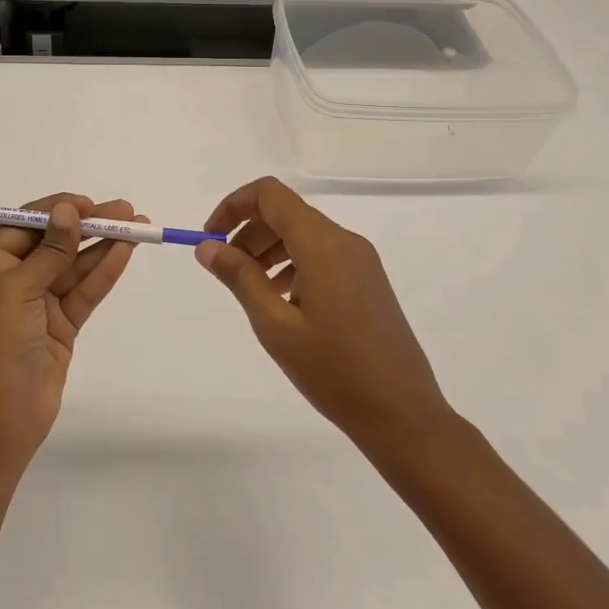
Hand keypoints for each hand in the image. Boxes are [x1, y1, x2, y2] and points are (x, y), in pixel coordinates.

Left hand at [0, 193, 141, 478]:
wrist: (1, 420)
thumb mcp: (17, 292)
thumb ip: (48, 251)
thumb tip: (67, 211)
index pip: (24, 225)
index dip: (56, 210)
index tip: (88, 204)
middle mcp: (13, 280)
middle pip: (55, 242)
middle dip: (89, 225)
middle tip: (126, 210)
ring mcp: (39, 304)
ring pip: (75, 266)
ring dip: (104, 245)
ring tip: (139, 225)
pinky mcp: (61, 325)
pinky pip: (85, 291)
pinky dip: (105, 271)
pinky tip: (126, 252)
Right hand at [197, 177, 452, 456]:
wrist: (402, 414)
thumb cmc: (333, 370)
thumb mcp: (275, 325)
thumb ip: (239, 277)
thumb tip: (207, 246)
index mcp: (323, 244)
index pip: (270, 194)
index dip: (233, 206)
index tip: (211, 238)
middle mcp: (345, 241)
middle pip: (286, 212)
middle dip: (248, 231)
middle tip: (225, 269)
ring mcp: (361, 261)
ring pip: (303, 234)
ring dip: (268, 249)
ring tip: (250, 288)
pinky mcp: (368, 281)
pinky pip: (322, 255)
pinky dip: (292, 264)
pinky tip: (282, 300)